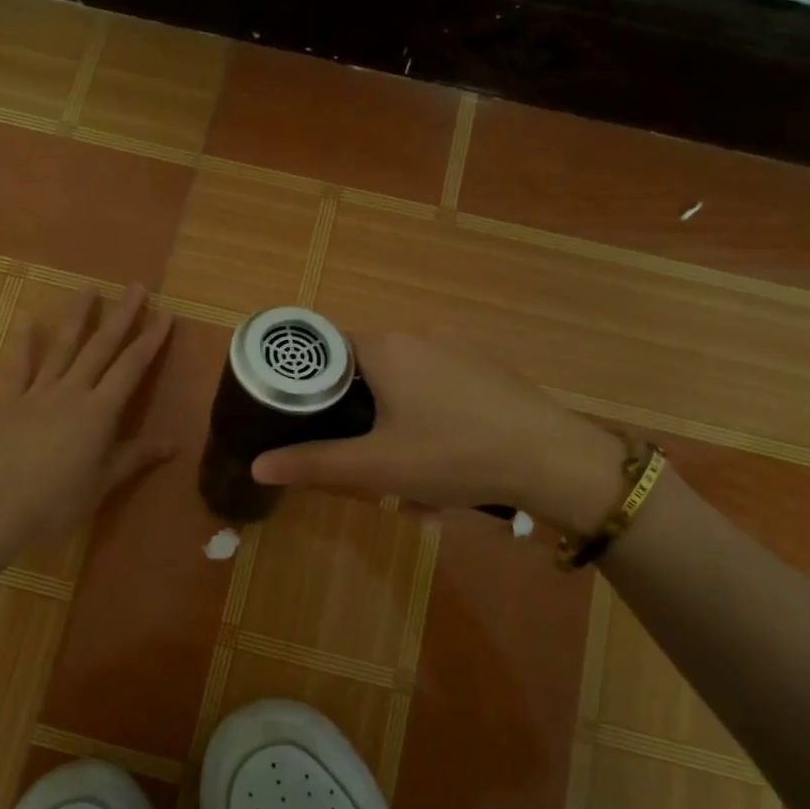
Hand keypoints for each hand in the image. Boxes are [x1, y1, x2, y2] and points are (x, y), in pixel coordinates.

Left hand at [0, 285, 172, 572]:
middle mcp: (71, 392)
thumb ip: (136, 457)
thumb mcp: (103, 483)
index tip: (164, 313)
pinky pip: (18, 366)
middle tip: (135, 286)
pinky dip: (24, 342)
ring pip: (62, 347)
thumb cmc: (56, 502)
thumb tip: (174, 443)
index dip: (150, 340)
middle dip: (121, 315)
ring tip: (88, 288)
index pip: (131, 367)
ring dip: (77, 316)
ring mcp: (36, 392)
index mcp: (99, 412)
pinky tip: (27, 319)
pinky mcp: (6, 401)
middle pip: (100, 347)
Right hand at [249, 331, 623, 530]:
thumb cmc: (452, 454)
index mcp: (385, 348)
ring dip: (395, 423)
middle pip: (366, 368)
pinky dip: (430, 419)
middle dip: (358, 415)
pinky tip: (446, 461)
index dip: (309, 381)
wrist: (552, 459)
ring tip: (407, 473)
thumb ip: (314, 463)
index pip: (327, 347)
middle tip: (361, 457)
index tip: (303, 416)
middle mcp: (419, 335)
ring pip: (405, 383)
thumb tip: (257, 464)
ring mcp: (458, 348)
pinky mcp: (487, 368)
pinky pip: (439, 388)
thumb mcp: (376, 467)